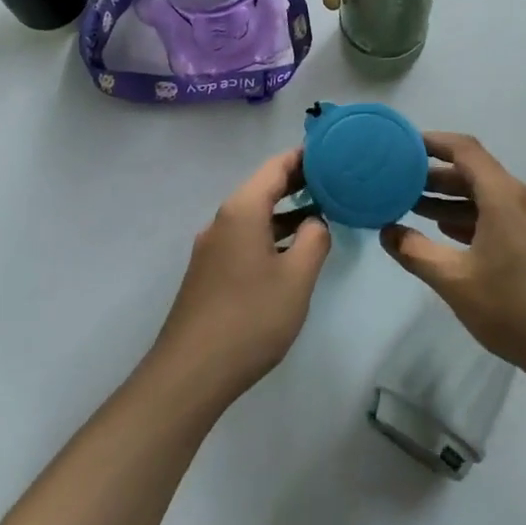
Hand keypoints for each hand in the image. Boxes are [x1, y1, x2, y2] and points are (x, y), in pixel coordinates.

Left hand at [151, 148, 331, 405]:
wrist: (191, 373)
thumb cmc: (250, 318)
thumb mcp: (296, 278)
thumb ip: (313, 240)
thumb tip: (316, 221)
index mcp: (242, 211)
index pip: (275, 167)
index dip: (303, 157)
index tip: (332, 152)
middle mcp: (223, 220)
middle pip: (262, 188)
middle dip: (297, 182)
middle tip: (334, 180)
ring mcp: (212, 247)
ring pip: (254, 216)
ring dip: (285, 212)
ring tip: (322, 213)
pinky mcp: (209, 272)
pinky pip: (245, 238)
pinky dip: (270, 234)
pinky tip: (291, 252)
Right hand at [381, 132, 525, 379]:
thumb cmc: (514, 308)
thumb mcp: (455, 281)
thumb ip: (416, 252)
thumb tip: (387, 231)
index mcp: (502, 196)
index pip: (464, 149)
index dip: (432, 142)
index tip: (401, 144)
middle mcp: (519, 200)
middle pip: (473, 172)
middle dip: (434, 175)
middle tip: (397, 181)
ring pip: (484, 197)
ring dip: (450, 199)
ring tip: (412, 207)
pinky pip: (497, 216)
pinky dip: (468, 218)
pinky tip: (445, 233)